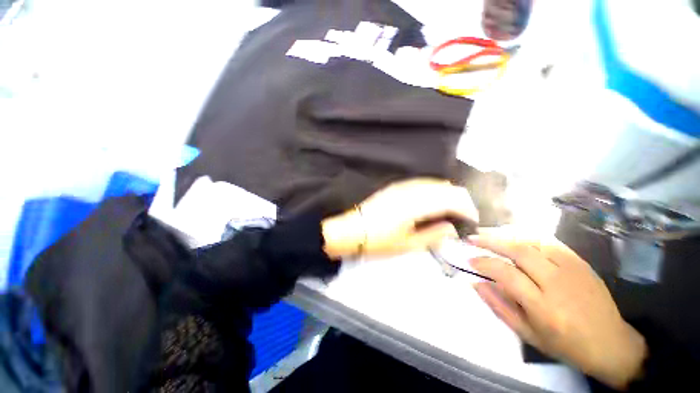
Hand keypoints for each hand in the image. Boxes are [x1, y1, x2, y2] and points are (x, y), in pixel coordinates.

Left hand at [322, 178, 477, 258]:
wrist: (353, 230)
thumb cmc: (379, 241)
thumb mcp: (408, 244)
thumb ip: (434, 234)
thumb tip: (452, 226)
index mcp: (416, 205)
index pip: (452, 199)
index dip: (467, 209)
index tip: (472, 221)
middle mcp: (411, 190)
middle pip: (446, 188)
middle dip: (460, 201)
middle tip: (463, 218)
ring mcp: (402, 186)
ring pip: (434, 184)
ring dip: (447, 195)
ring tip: (451, 211)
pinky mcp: (395, 187)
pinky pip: (421, 184)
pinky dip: (433, 191)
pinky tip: (432, 202)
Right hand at [468, 228, 646, 389]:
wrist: (611, 343)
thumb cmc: (565, 345)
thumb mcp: (527, 334)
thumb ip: (498, 306)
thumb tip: (475, 282)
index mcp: (544, 307)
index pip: (506, 274)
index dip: (483, 263)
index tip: (469, 259)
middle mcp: (558, 283)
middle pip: (519, 251)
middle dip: (490, 241)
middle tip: (472, 239)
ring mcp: (572, 269)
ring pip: (532, 242)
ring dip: (506, 237)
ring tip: (489, 237)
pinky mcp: (580, 262)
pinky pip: (549, 243)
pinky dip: (526, 239)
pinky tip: (515, 241)